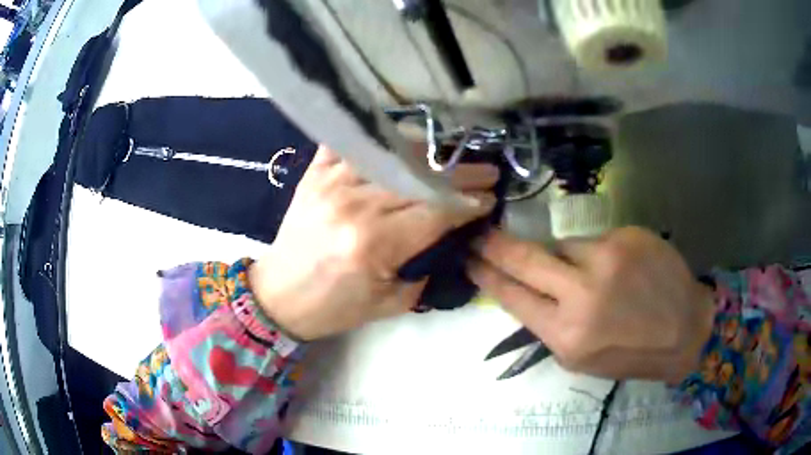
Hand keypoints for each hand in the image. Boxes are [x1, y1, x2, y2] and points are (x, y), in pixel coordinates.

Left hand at [250, 146, 498, 340]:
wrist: (278, 296)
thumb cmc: (334, 307)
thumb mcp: (390, 303)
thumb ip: (427, 268)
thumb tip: (454, 237)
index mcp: (374, 243)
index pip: (437, 210)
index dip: (469, 201)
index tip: (489, 197)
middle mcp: (354, 205)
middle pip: (421, 178)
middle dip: (461, 173)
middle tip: (486, 170)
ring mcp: (330, 182)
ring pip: (392, 153)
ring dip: (428, 152)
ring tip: (450, 156)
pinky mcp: (314, 174)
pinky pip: (351, 143)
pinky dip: (378, 140)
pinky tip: (398, 143)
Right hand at [469, 227, 715, 383]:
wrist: (685, 330)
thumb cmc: (630, 353)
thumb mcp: (579, 357)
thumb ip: (549, 323)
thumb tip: (524, 289)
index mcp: (567, 335)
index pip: (512, 296)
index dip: (486, 275)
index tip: (468, 259)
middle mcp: (583, 294)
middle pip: (525, 258)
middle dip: (495, 245)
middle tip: (478, 233)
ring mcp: (607, 259)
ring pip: (562, 246)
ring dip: (564, 258)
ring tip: (589, 276)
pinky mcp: (627, 236)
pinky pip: (594, 240)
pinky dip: (595, 254)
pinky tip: (617, 270)